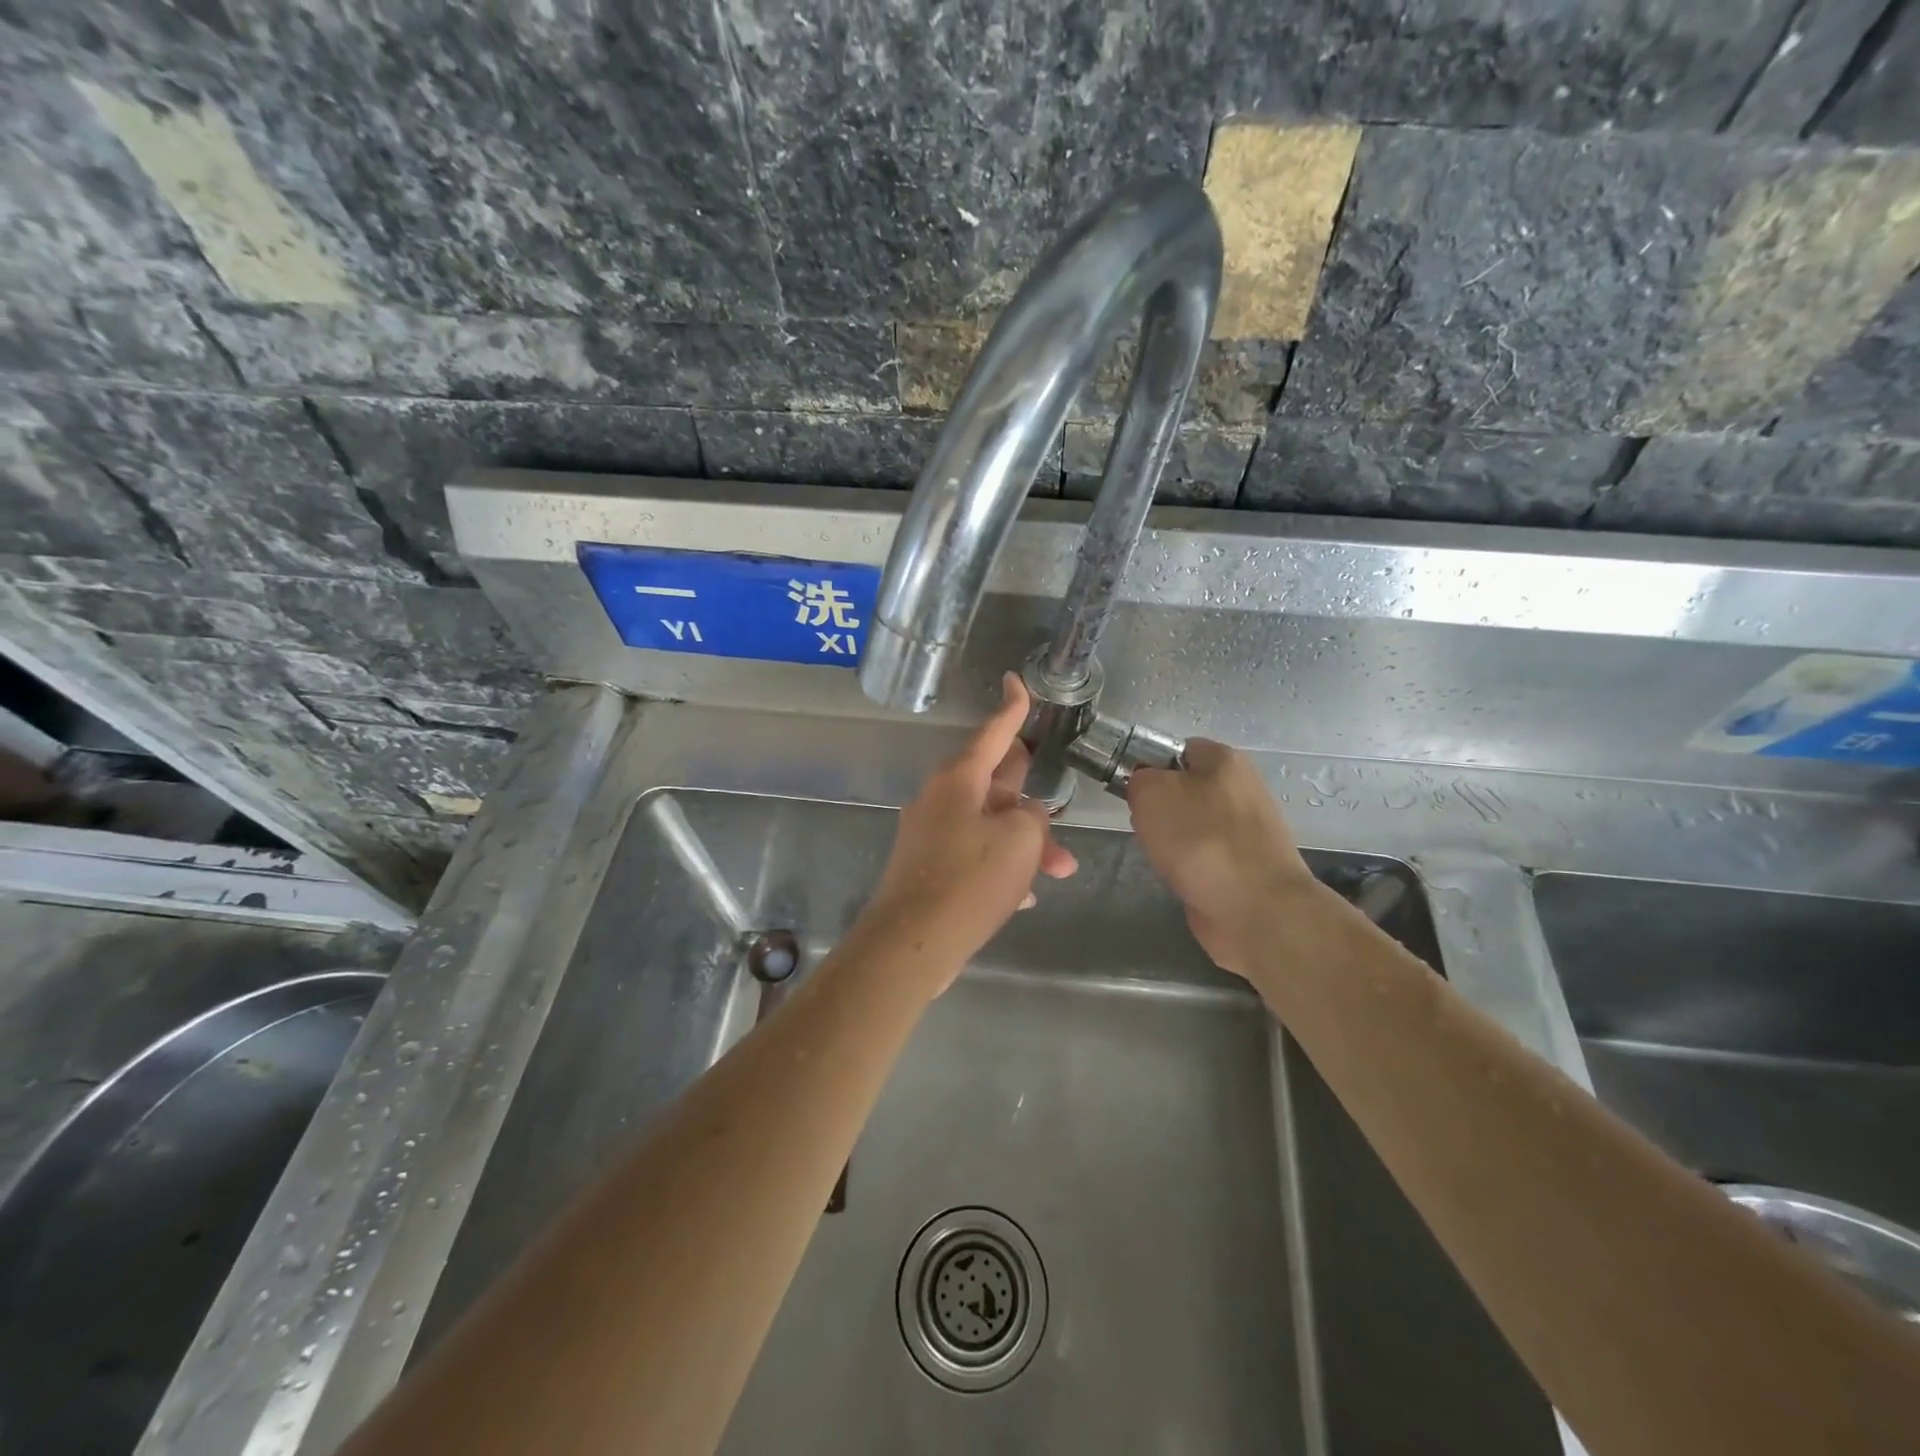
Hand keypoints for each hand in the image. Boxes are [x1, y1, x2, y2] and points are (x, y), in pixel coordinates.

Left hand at [865, 673, 1076, 988]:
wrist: (911, 945)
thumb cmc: (969, 881)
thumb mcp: (1020, 842)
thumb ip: (1034, 818)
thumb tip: (1027, 816)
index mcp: (959, 780)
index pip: (993, 732)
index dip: (1012, 707)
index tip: (1016, 680)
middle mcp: (940, 799)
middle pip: (994, 782)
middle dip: (1031, 798)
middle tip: (1057, 803)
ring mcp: (931, 835)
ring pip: (989, 825)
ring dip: (1025, 844)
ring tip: (1060, 870)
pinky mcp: (929, 869)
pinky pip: (974, 855)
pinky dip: (1001, 867)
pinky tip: (1024, 896)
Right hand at [1127, 740, 1315, 977]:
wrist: (1256, 909)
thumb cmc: (1201, 840)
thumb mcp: (1152, 793)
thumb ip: (1139, 779)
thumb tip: (1144, 786)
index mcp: (1225, 760)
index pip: (1177, 749)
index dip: (1149, 766)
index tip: (1131, 790)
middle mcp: (1241, 789)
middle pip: (1182, 789)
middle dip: (1158, 808)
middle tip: (1145, 825)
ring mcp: (1246, 830)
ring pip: (1190, 825)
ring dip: (1170, 840)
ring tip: (1162, 856)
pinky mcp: (1244, 865)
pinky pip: (1202, 855)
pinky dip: (1187, 866)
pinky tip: (1180, 877)